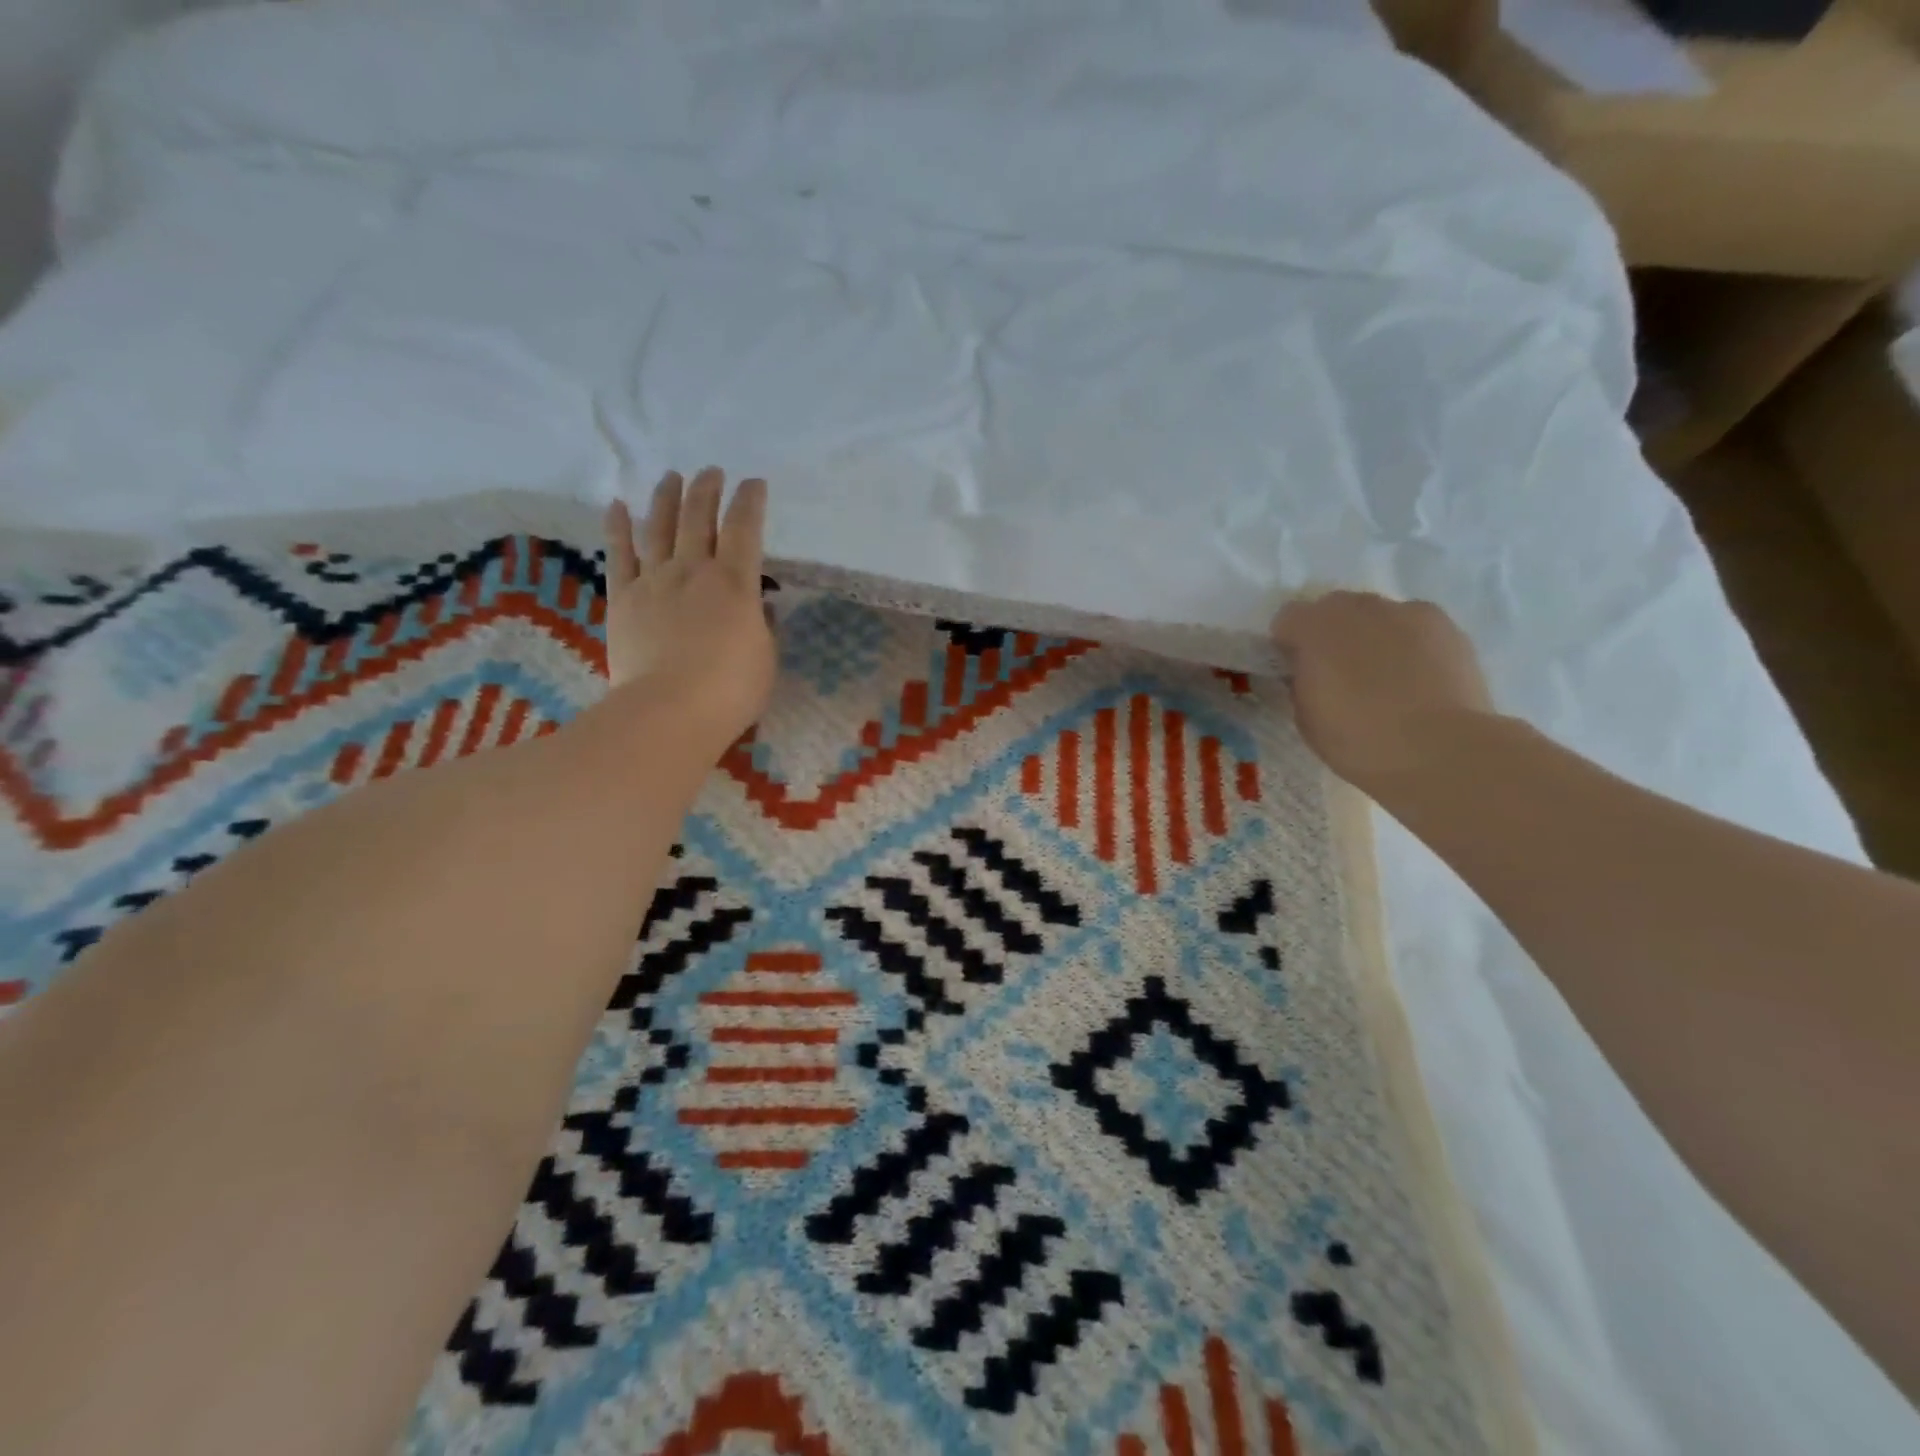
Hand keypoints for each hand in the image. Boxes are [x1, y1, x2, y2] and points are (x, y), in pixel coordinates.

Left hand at [603, 468, 775, 747]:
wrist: (670, 710)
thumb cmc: (730, 689)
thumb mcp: (765, 657)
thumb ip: (761, 625)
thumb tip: (757, 606)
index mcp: (735, 583)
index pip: (745, 529)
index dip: (750, 502)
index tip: (754, 483)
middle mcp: (693, 570)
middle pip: (698, 518)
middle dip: (707, 490)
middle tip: (712, 472)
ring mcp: (654, 581)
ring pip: (659, 527)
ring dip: (666, 498)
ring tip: (671, 476)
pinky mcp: (624, 599)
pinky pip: (619, 555)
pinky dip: (618, 527)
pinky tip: (617, 505)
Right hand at [1269, 591, 1495, 793]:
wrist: (1440, 751)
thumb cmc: (1359, 740)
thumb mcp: (1305, 717)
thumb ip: (1301, 681)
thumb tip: (1308, 671)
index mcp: (1315, 629)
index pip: (1287, 618)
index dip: (1288, 644)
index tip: (1296, 671)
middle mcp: (1359, 608)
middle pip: (1334, 607)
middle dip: (1330, 633)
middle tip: (1338, 672)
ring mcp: (1407, 612)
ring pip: (1377, 614)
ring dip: (1371, 635)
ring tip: (1383, 676)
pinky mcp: (1448, 627)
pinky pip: (1415, 627)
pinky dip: (1409, 644)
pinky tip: (1416, 678)